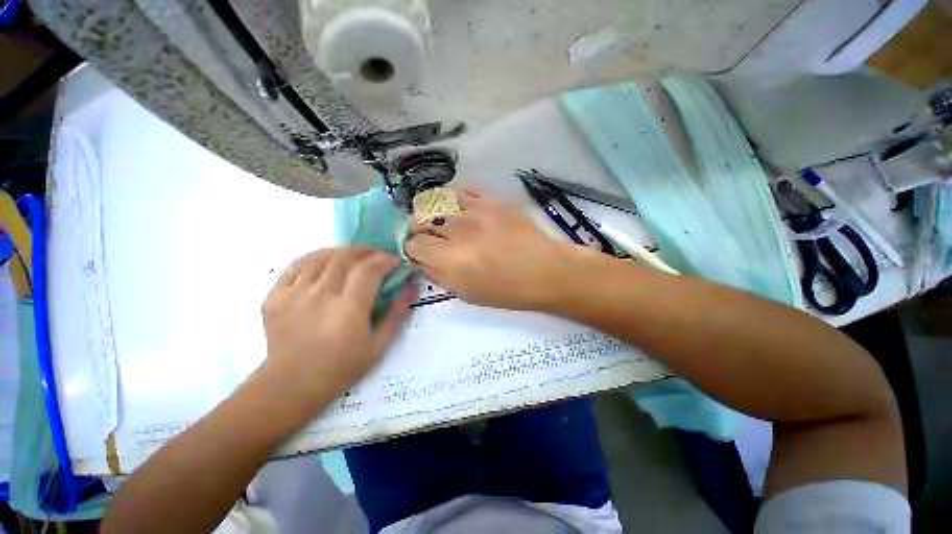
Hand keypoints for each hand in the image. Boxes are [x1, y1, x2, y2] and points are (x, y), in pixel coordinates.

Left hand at [259, 248, 411, 414]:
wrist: (291, 385)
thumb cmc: (341, 368)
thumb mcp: (378, 346)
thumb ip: (396, 314)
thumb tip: (411, 289)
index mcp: (348, 309)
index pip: (369, 270)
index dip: (385, 259)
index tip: (395, 261)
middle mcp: (321, 296)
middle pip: (345, 258)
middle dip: (367, 251)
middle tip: (377, 256)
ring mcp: (294, 294)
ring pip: (322, 257)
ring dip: (343, 252)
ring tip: (354, 257)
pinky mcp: (275, 296)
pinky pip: (297, 265)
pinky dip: (316, 257)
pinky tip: (326, 261)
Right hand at [405, 190, 578, 310]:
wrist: (546, 271)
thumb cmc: (508, 290)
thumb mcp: (467, 294)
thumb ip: (439, 276)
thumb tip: (421, 260)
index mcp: (451, 259)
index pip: (413, 244)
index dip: (413, 249)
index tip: (421, 253)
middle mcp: (458, 230)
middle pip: (423, 222)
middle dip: (423, 231)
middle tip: (433, 239)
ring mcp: (476, 210)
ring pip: (439, 203)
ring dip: (436, 214)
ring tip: (445, 222)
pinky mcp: (492, 199)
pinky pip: (463, 190)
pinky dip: (454, 197)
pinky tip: (458, 207)